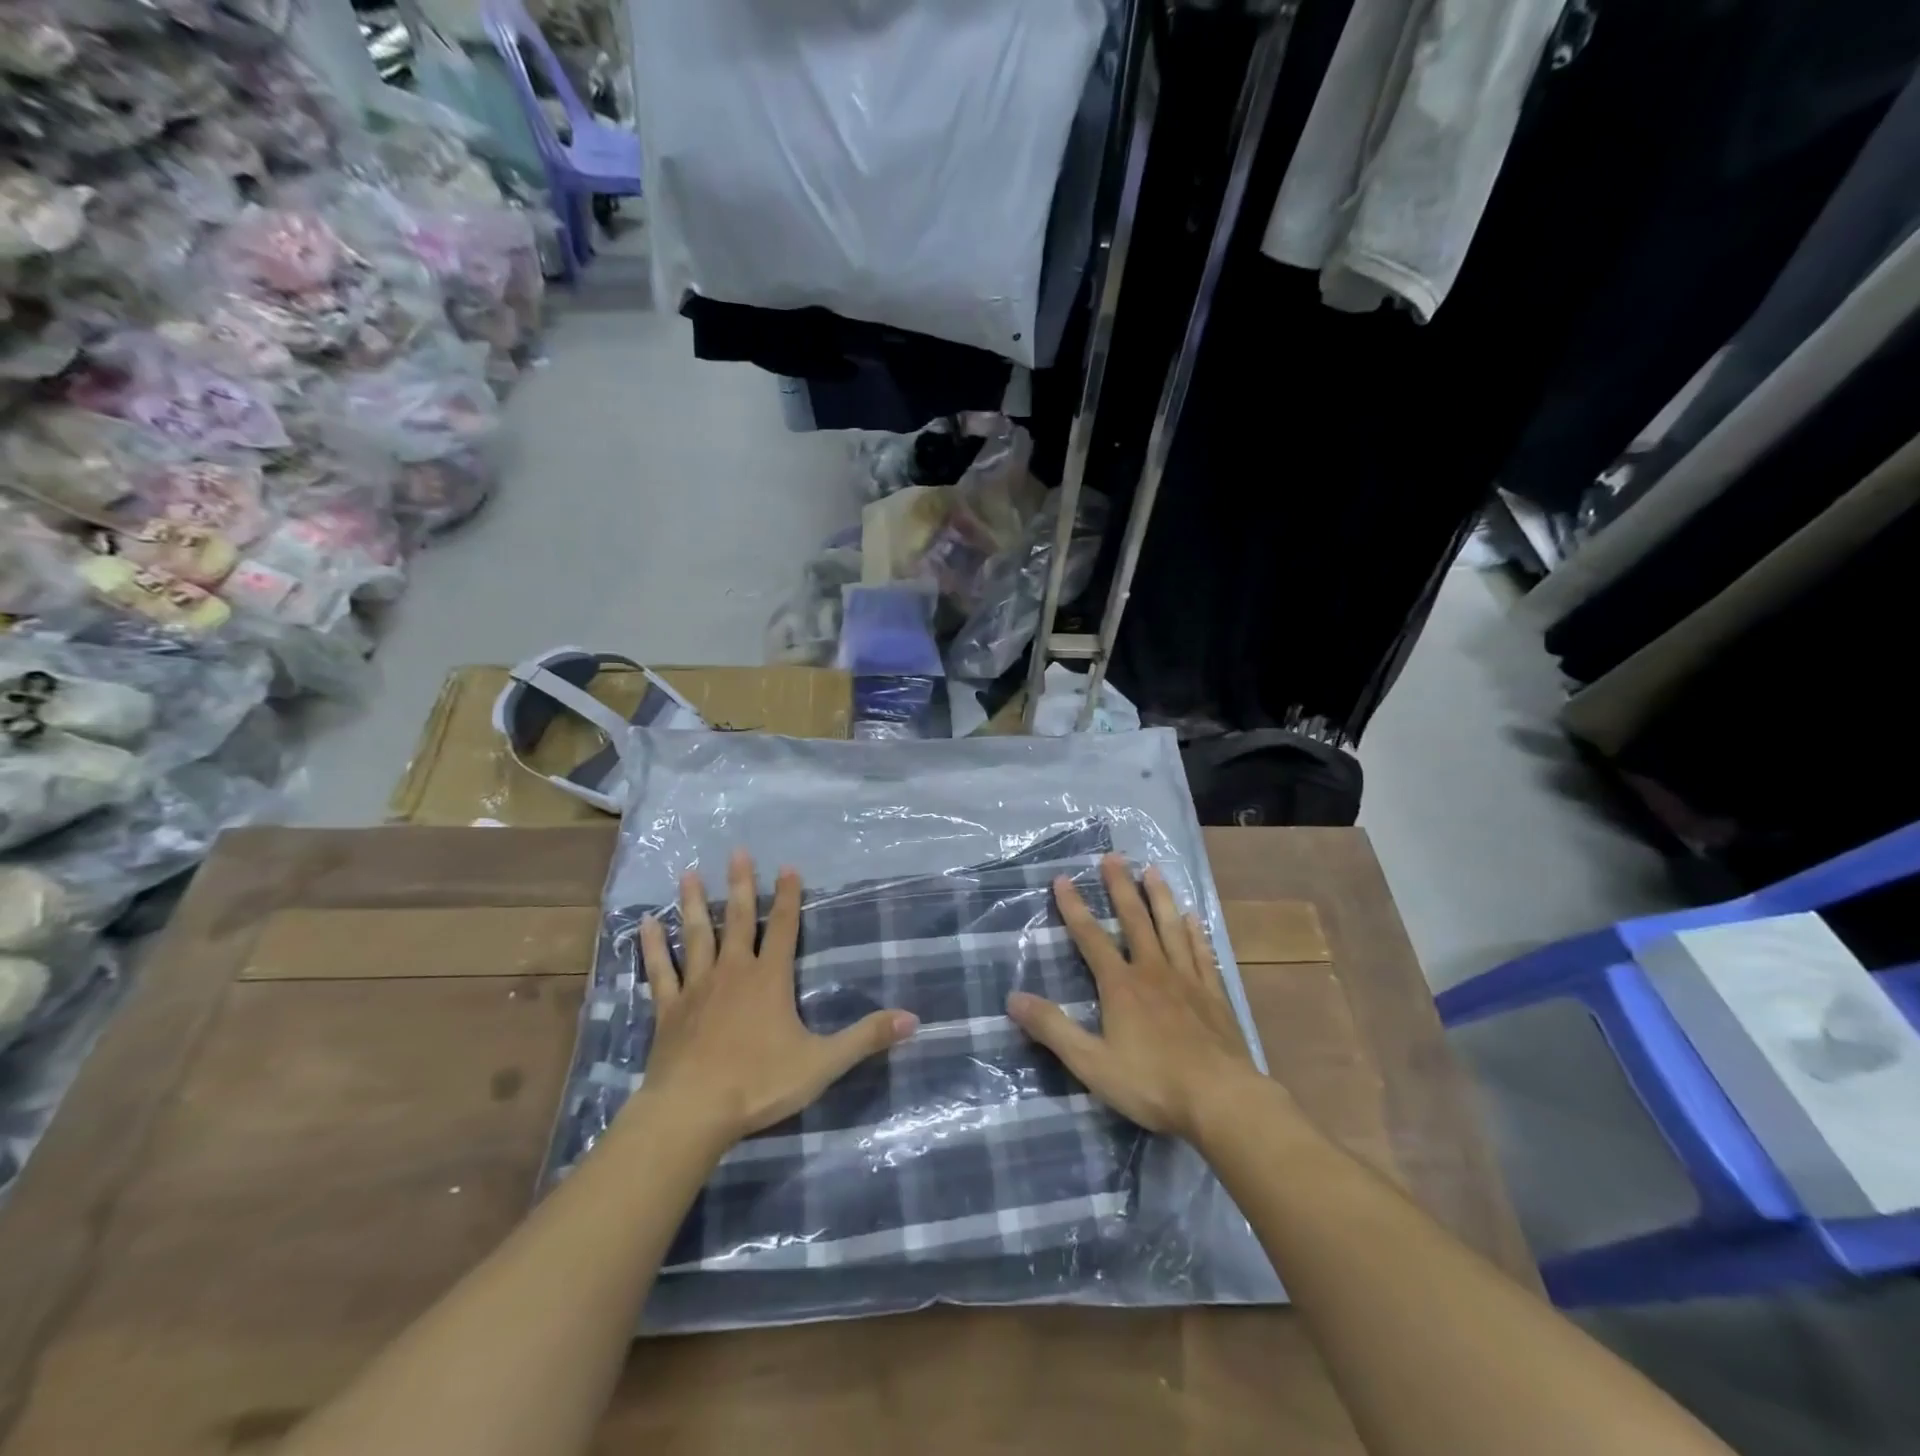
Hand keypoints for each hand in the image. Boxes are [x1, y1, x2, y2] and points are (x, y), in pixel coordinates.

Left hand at [631, 850, 918, 1150]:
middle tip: (736, 852)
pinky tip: (646, 924)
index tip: (788, 867)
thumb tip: (914, 1019)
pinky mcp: (668, 1009)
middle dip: (741, 884)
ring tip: (689, 873)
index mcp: (770, 979)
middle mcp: (733, 972)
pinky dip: (653, 946)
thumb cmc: (759, 1083)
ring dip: (694, 904)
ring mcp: (697, 988)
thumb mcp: (823, 1062)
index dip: (789, 897)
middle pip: (738, 919)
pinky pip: (660, 970)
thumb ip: (866, 1038)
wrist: (692, 1112)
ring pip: (696, 935)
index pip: (784, 928)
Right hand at [1007, 854, 1261, 1141]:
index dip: (1074, 907)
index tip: (1063, 878)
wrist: (1221, 1100)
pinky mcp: (1214, 995)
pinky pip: (1202, 953)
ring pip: (1171, 927)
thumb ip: (1053, 1029)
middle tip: (1113, 857)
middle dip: (1120, 887)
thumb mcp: (1091, 1063)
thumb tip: (1013, 997)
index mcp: (1120, 986)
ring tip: (1153, 870)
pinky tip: (1193, 916)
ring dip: (1160, 897)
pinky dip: (1195, 932)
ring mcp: (1187, 980)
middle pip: (1134, 920)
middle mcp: (1152, 971)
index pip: (1090, 937)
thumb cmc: (1152, 1083)